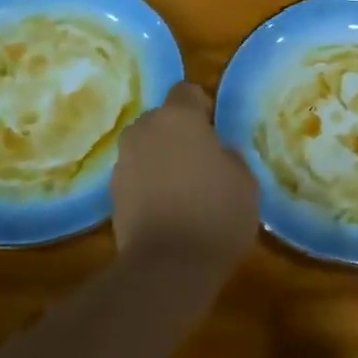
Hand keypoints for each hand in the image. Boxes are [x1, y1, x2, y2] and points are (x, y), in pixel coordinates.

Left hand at [112, 82, 257, 272]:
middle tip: (203, 161)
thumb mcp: (244, 179)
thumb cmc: (215, 213)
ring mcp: (123, 162)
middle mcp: (144, 130)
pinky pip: (137, 176)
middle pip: (163, 120)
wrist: (167, 266)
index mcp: (178, 117)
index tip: (216, 132)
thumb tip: (217, 153)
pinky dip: (150, 185)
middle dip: (179, 134)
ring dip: (162, 160)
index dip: (202, 107)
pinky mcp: (112, 194)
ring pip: (147, 148)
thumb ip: (228, 155)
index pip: (187, 91)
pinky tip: (169, 210)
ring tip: (185, 190)